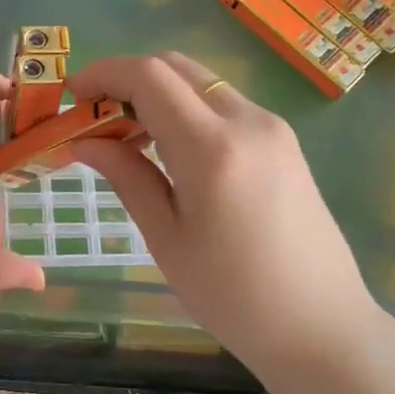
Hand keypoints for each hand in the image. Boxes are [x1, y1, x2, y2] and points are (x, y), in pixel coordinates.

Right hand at [68, 52, 384, 365]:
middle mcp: (247, 121)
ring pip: (200, 83)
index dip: (103, 74)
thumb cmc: (233, 296)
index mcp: (212, 147)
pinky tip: (169, 148)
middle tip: (95, 116)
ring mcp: (271, 128)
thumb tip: (84, 141)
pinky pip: (223, 105)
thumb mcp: (166, 238)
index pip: (149, 76)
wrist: (322, 327)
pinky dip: (186, 109)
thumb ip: (126, 176)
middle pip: (175, 67)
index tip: (72, 95)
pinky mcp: (283, 141)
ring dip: (157, 93)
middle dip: (127, 79)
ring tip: (126, 136)